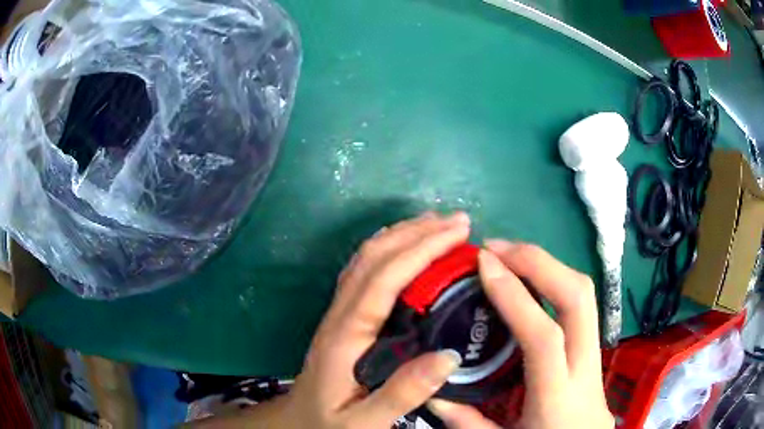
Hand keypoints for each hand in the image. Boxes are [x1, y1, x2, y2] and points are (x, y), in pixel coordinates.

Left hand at [283, 212, 470, 427]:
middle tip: (459, 222)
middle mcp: (341, 313)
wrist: (298, 420)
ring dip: (403, 234)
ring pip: (367, 258)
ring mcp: (339, 311)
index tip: (458, 233)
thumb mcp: (363, 422)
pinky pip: (365, 270)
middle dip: (418, 232)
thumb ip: (402, 394)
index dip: (422, 249)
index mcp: (346, 335)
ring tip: (438, 223)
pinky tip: (407, 246)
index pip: (385, 278)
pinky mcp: (343, 315)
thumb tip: (449, 356)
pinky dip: (389, 249)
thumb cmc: (329, 422)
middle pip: (375, 257)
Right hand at [428, 240, 613, 428]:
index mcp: (557, 398)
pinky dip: (554, 283)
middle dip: (540, 262)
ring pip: (585, 296)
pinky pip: (580, 307)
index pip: (544, 336)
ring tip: (509, 256)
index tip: (485, 265)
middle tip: (498, 248)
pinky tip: (528, 284)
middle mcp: (585, 369)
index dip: (516, 296)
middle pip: (579, 298)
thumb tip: (431, 394)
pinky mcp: (596, 353)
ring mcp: (596, 357)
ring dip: (547, 266)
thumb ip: (467, 422)